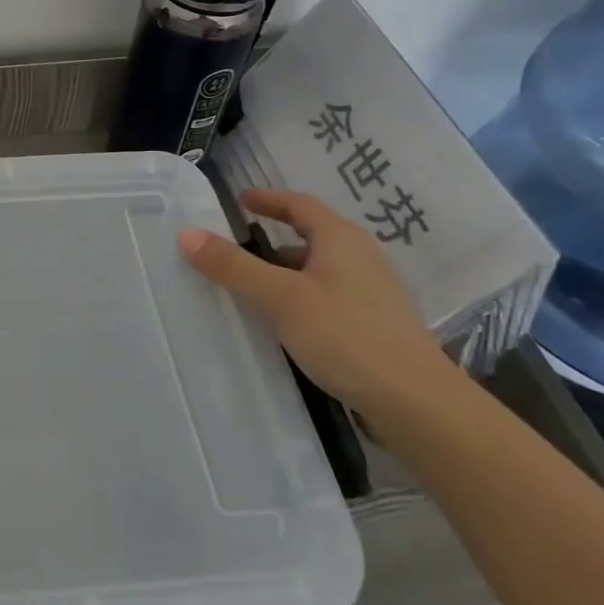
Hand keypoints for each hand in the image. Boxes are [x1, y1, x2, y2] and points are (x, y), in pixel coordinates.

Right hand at [176, 187, 462, 426]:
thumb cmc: (346, 336)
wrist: (417, 405)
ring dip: (284, 272)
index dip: (268, 199)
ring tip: (250, 288)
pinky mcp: (374, 326)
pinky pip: (326, 297)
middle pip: (310, 236)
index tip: (240, 200)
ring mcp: (371, 294)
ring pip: (318, 270)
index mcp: (340, 239)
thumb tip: (186, 233)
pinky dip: (298, 298)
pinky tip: (282, 322)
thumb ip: (233, 266)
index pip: (300, 204)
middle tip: (235, 247)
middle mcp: (359, 258)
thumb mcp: (279, 297)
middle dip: (272, 239)